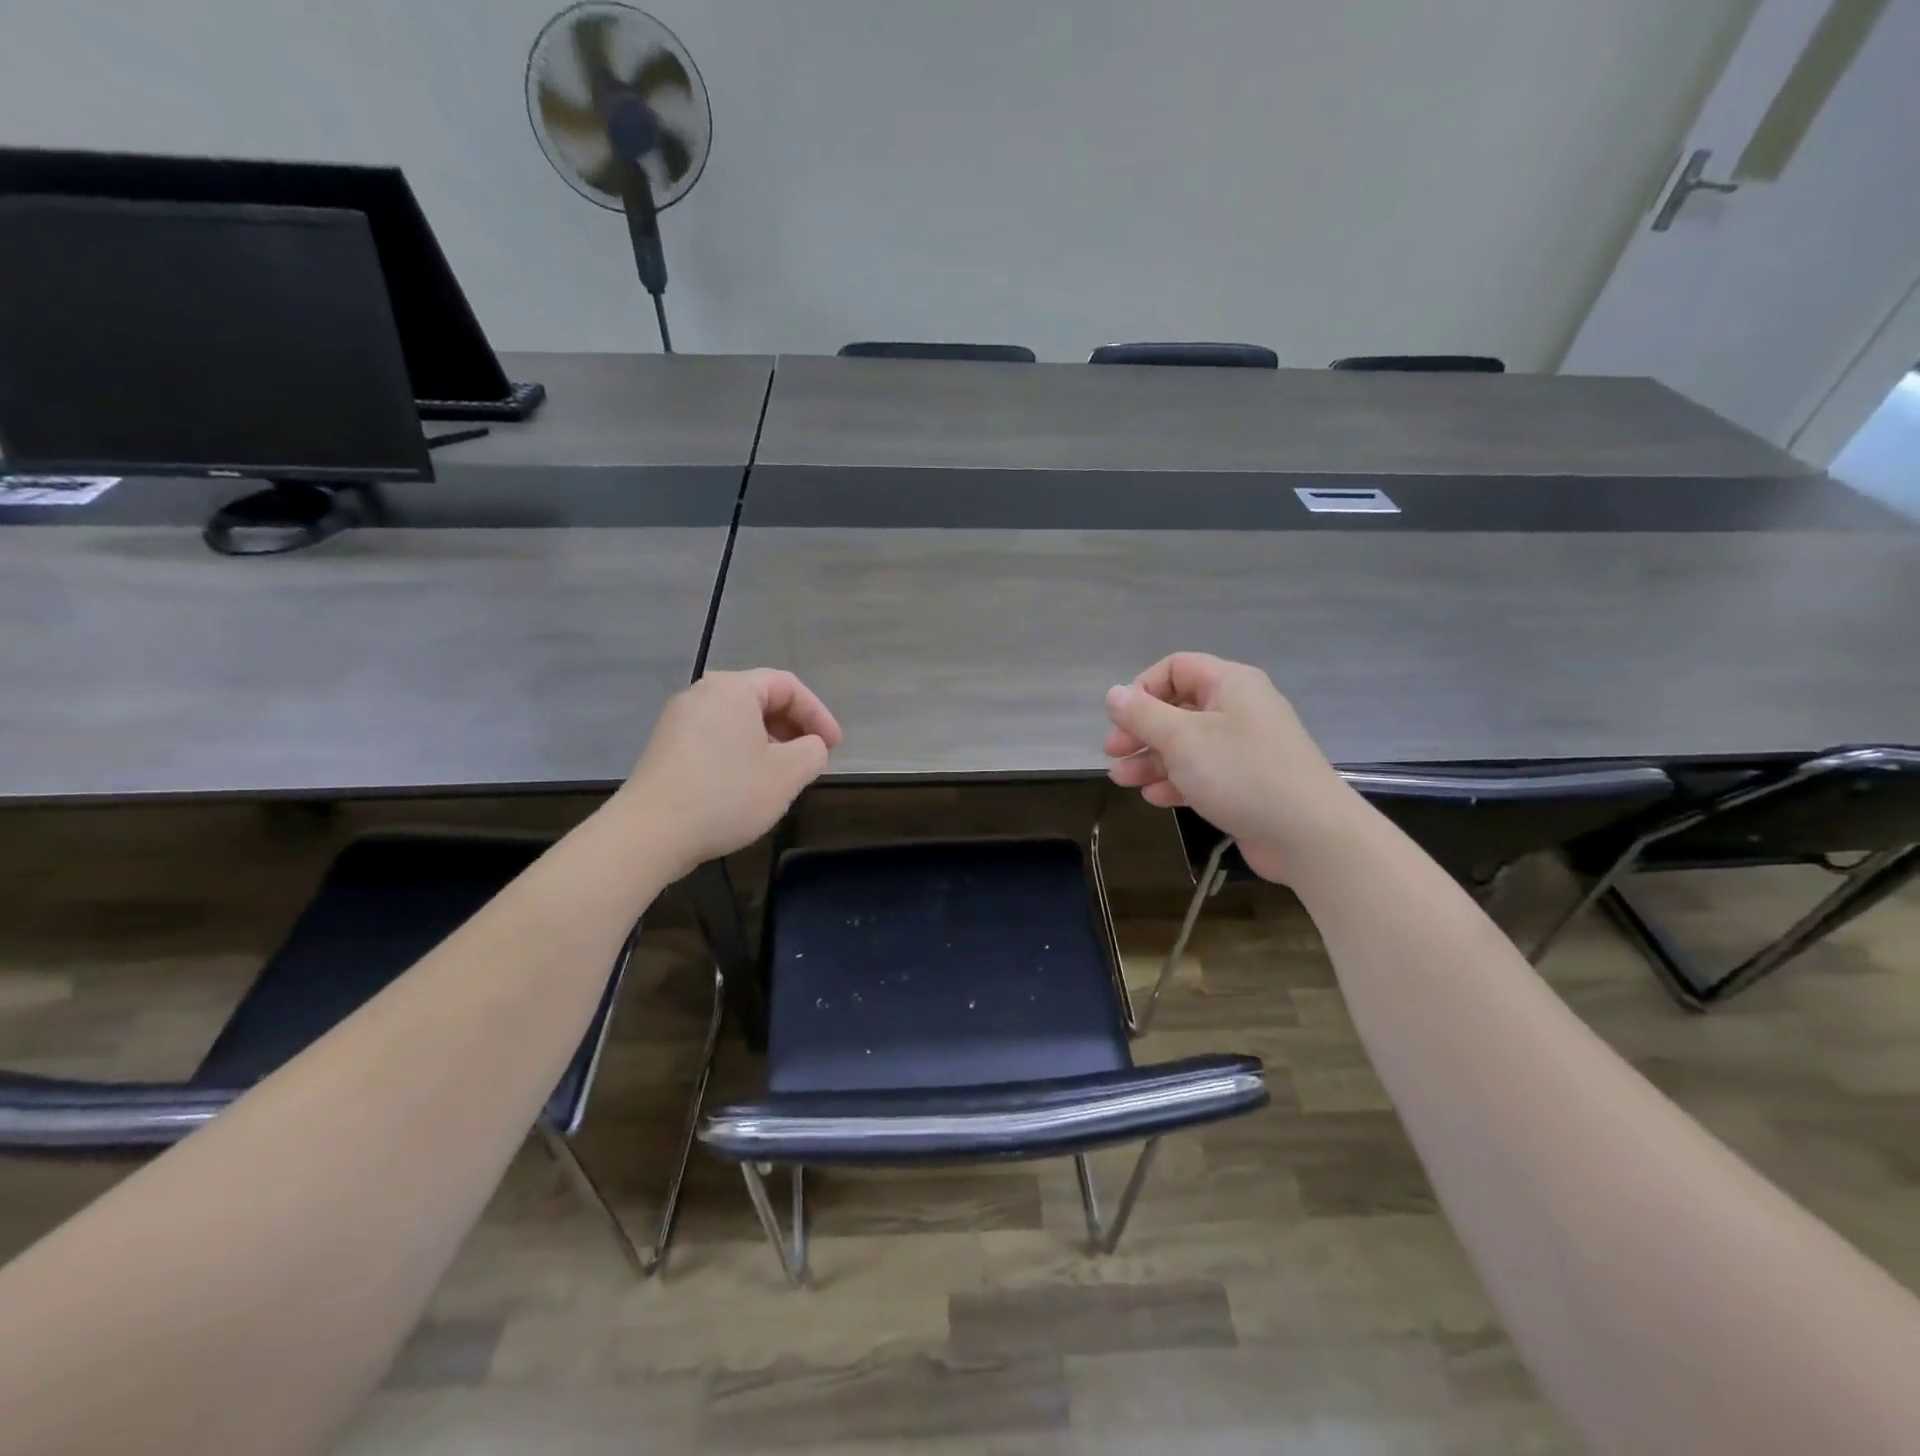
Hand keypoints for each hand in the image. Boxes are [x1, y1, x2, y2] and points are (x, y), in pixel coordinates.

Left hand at [617, 669, 841, 877]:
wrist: (650, 833)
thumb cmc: (726, 795)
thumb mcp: (787, 774)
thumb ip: (813, 752)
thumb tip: (810, 746)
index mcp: (732, 689)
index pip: (788, 686)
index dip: (818, 714)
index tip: (833, 746)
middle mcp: (702, 694)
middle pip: (761, 699)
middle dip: (793, 727)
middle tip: (811, 758)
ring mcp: (678, 721)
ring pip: (738, 721)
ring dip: (769, 743)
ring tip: (783, 775)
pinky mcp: (665, 748)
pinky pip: (716, 738)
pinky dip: (741, 753)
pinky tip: (747, 786)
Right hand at [1103, 653, 1359, 884]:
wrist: (1308, 835)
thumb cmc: (1241, 773)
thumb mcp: (1182, 739)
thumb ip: (1143, 714)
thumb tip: (1114, 693)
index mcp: (1229, 684)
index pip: (1175, 668)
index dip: (1142, 689)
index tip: (1120, 719)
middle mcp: (1238, 709)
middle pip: (1177, 708)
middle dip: (1140, 731)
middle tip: (1113, 753)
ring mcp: (1243, 748)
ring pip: (1186, 745)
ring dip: (1151, 760)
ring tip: (1122, 781)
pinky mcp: (1245, 782)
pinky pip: (1202, 772)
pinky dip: (1176, 781)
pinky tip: (1154, 798)